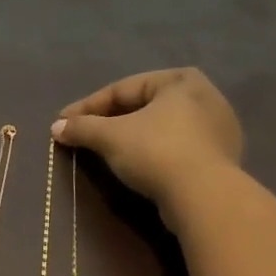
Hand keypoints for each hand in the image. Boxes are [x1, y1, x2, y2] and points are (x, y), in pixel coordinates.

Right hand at [52, 68, 244, 220]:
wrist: (203, 195)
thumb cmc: (156, 152)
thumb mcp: (111, 137)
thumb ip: (82, 128)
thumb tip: (56, 128)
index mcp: (179, 79)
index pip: (122, 89)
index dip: (87, 106)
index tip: (62, 123)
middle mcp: (204, 95)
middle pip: (143, 106)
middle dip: (110, 120)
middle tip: (83, 134)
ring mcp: (217, 127)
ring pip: (161, 127)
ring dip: (132, 136)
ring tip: (106, 150)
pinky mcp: (220, 157)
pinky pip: (176, 147)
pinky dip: (153, 152)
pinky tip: (138, 164)